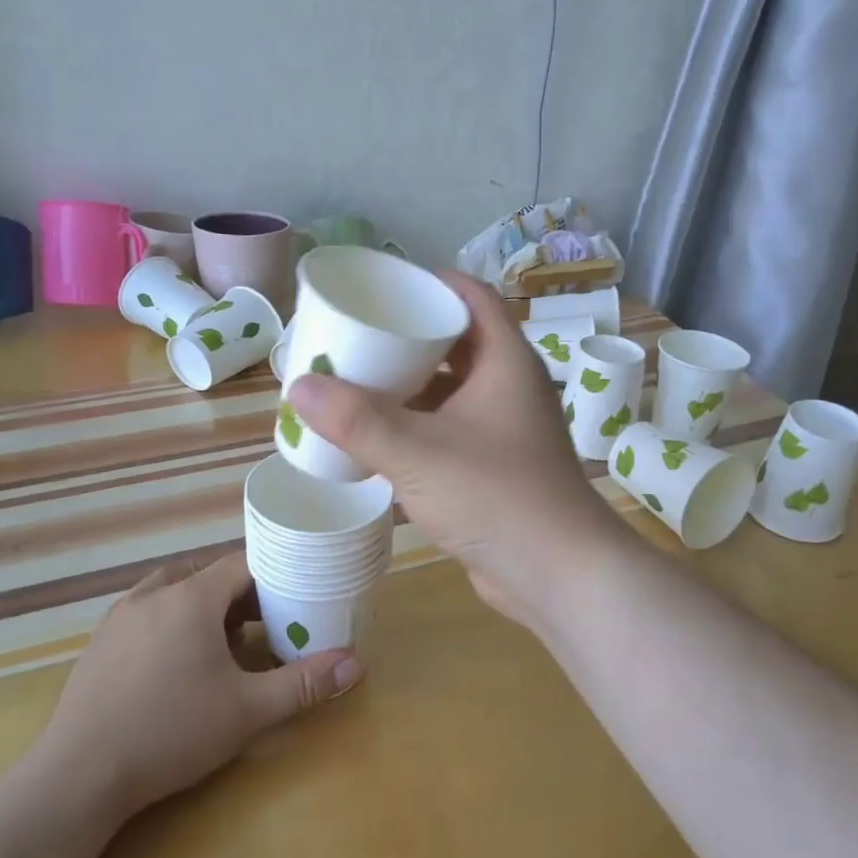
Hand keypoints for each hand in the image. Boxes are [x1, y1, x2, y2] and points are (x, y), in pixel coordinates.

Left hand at [36, 551, 361, 817]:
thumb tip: (355, 664)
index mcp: (191, 598)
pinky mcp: (99, 641)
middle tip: (266, 622)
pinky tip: (176, 661)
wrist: (78, 776)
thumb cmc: (170, 732)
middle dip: (241, 593)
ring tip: (223, 640)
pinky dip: (171, 619)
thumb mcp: (247, 711)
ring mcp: (120, 616)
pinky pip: (146, 610)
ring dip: (203, 604)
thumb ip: (302, 684)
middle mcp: (154, 594)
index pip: (242, 563)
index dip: (273, 572)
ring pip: (173, 589)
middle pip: (208, 574)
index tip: (296, 592)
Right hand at [285, 271, 629, 632]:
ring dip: (407, 385)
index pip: (470, 295)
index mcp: (505, 360)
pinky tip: (376, 435)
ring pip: (450, 389)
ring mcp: (503, 429)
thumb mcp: (418, 453)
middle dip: (405, 337)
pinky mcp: (493, 466)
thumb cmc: (496, 496)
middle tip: (353, 336)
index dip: (428, 282)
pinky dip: (415, 425)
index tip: (380, 285)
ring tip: (354, 381)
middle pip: (454, 341)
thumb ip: (357, 421)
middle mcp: (508, 386)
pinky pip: (448, 428)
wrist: (558, 575)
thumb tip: (299, 387)